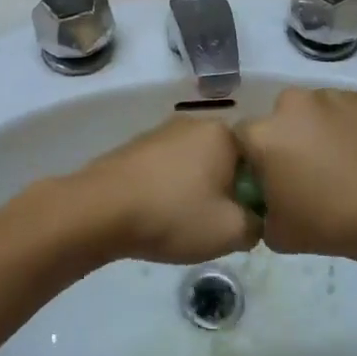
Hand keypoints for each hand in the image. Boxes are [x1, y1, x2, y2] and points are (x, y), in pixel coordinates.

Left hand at [67, 117, 259, 264]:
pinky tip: (158, 216)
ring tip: (183, 224)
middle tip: (216, 226)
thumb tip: (253, 219)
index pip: (257, 161)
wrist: (99, 210)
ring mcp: (159, 133)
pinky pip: (165, 170)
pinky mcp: (133, 148)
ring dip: (195, 192)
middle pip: (224, 162)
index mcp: (222, 132)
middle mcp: (192, 123)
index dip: (256, 194)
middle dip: (225, 191)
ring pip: (193, 166)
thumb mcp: (231, 232)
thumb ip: (257, 224)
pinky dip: (168, 191)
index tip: (244, 221)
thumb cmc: (173, 214)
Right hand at [237, 88, 356, 261]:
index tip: (270, 181)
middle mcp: (292, 105)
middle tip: (307, 173)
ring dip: (317, 132)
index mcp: (263, 135)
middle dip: (287, 140)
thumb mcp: (278, 234)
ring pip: (312, 113)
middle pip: (278, 120)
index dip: (253, 161)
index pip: (241, 140)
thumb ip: (261, 210)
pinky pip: (344, 112)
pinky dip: (348, 128)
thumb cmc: (334, 223)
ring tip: (342, 164)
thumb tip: (268, 200)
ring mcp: (331, 97)